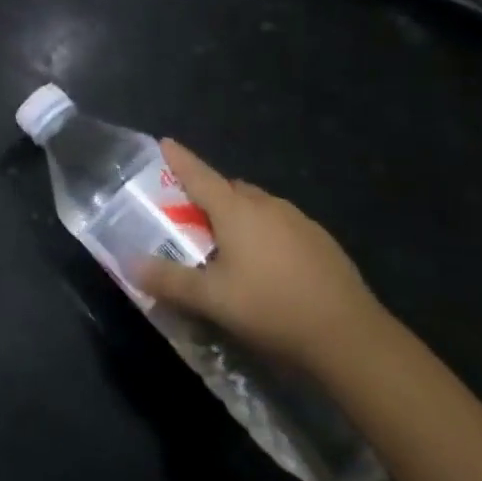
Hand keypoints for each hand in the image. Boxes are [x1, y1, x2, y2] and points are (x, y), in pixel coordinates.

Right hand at [134, 140, 385, 370]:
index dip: (179, 159)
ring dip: (240, 216)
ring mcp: (299, 221)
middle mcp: (266, 205)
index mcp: (235, 210)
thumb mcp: (211, 299)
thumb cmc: (272, 308)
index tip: (165, 142)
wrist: (352, 339)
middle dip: (209, 195)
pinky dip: (267, 234)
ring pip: (258, 207)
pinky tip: (270, 267)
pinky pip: (283, 225)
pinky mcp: (323, 243)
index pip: (198, 175)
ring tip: (230, 247)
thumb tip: (129, 263)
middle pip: (229, 188)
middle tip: (193, 218)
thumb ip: (169, 280)